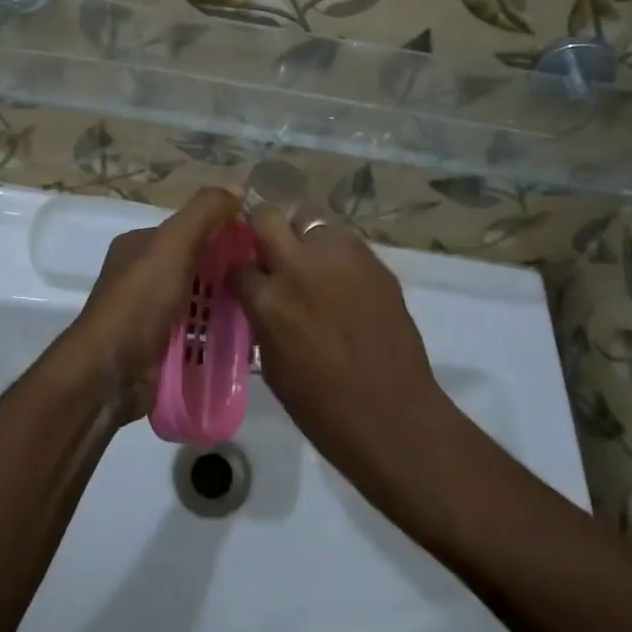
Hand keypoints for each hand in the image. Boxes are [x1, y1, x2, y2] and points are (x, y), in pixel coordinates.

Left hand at [58, 188, 242, 419]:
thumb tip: (237, 189)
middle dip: (227, 275)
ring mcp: (148, 316)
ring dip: (226, 309)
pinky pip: (195, 336)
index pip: (189, 230)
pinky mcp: (157, 350)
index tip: (258, 248)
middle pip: (196, 268)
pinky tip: (243, 343)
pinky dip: (216, 338)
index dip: (223, 234)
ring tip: (262, 314)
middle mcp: (141, 277)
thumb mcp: (173, 245)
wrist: (108, 375)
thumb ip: (204, 214)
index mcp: (139, 246)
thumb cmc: (140, 302)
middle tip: (265, 284)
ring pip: (198, 304)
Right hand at [234, 206, 450, 485]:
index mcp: (269, 299)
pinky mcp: (373, 259)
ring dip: (304, 236)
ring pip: (311, 217)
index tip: (245, 280)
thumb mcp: (272, 363)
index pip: (238, 265)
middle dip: (263, 230)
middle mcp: (300, 266)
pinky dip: (335, 251)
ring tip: (312, 262)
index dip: (240, 273)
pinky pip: (344, 239)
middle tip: (271, 252)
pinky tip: (342, 278)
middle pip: (268, 216)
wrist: (393, 415)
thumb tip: (258, 298)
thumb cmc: (323, 406)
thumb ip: (261, 318)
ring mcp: (341, 257)